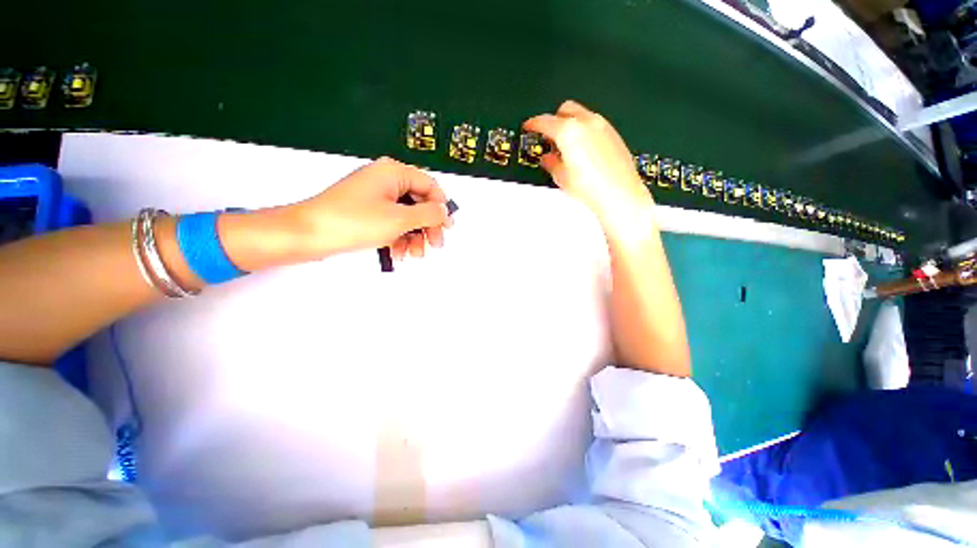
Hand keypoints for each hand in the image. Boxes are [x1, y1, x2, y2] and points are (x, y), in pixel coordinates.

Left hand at [290, 157, 450, 259]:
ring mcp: (375, 197)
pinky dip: (398, 238)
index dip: (441, 207)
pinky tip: (398, 254)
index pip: (430, 186)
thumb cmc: (354, 221)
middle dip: (427, 226)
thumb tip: (444, 211)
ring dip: (414, 236)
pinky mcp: (366, 212)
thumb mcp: (400, 219)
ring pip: (406, 216)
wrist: (308, 235)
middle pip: (419, 203)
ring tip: (414, 255)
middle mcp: (385, 180)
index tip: (446, 228)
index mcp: (393, 172)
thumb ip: (428, 214)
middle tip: (434, 245)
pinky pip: (391, 222)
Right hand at [524, 101, 653, 223]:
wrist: (618, 194)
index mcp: (568, 131)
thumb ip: (551, 163)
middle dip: (554, 120)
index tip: (529, 127)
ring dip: (571, 125)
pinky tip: (584, 151)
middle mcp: (587, 122)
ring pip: (582, 115)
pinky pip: (595, 125)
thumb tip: (547, 159)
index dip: (533, 124)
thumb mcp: (561, 177)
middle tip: (549, 137)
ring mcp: (603, 126)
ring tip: (567, 147)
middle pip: (565, 109)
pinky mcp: (614, 134)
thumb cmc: (590, 187)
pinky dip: (585, 131)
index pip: (545, 121)